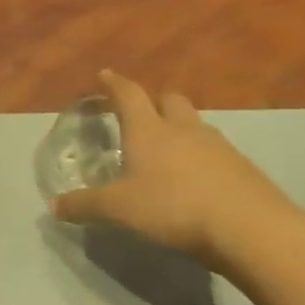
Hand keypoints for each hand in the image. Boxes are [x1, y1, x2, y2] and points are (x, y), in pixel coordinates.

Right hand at [51, 70, 293, 268]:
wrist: (249, 229)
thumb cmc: (173, 207)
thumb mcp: (118, 209)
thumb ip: (85, 205)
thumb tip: (55, 206)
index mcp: (148, 130)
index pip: (129, 95)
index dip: (115, 84)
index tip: (105, 75)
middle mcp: (183, 129)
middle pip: (170, 100)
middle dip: (154, 102)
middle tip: (141, 114)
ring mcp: (218, 146)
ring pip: (195, 125)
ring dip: (180, 130)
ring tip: (166, 151)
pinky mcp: (242, 168)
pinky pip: (216, 152)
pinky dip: (201, 158)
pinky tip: (194, 180)